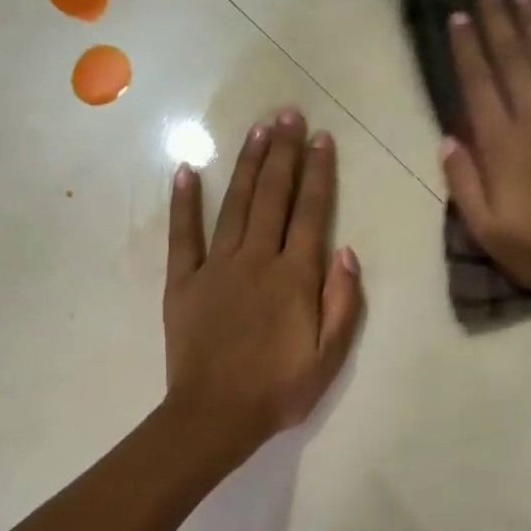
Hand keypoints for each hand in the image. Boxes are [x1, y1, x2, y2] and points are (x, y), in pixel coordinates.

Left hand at [163, 109, 363, 459]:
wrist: (215, 416)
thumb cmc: (280, 390)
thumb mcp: (329, 356)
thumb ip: (342, 302)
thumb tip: (346, 251)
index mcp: (295, 277)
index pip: (311, 213)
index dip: (318, 173)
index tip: (322, 139)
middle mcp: (257, 260)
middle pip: (273, 197)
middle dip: (284, 153)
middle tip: (289, 114)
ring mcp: (216, 267)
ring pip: (236, 204)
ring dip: (248, 165)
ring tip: (258, 129)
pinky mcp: (184, 281)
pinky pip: (183, 234)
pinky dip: (184, 202)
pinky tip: (188, 170)